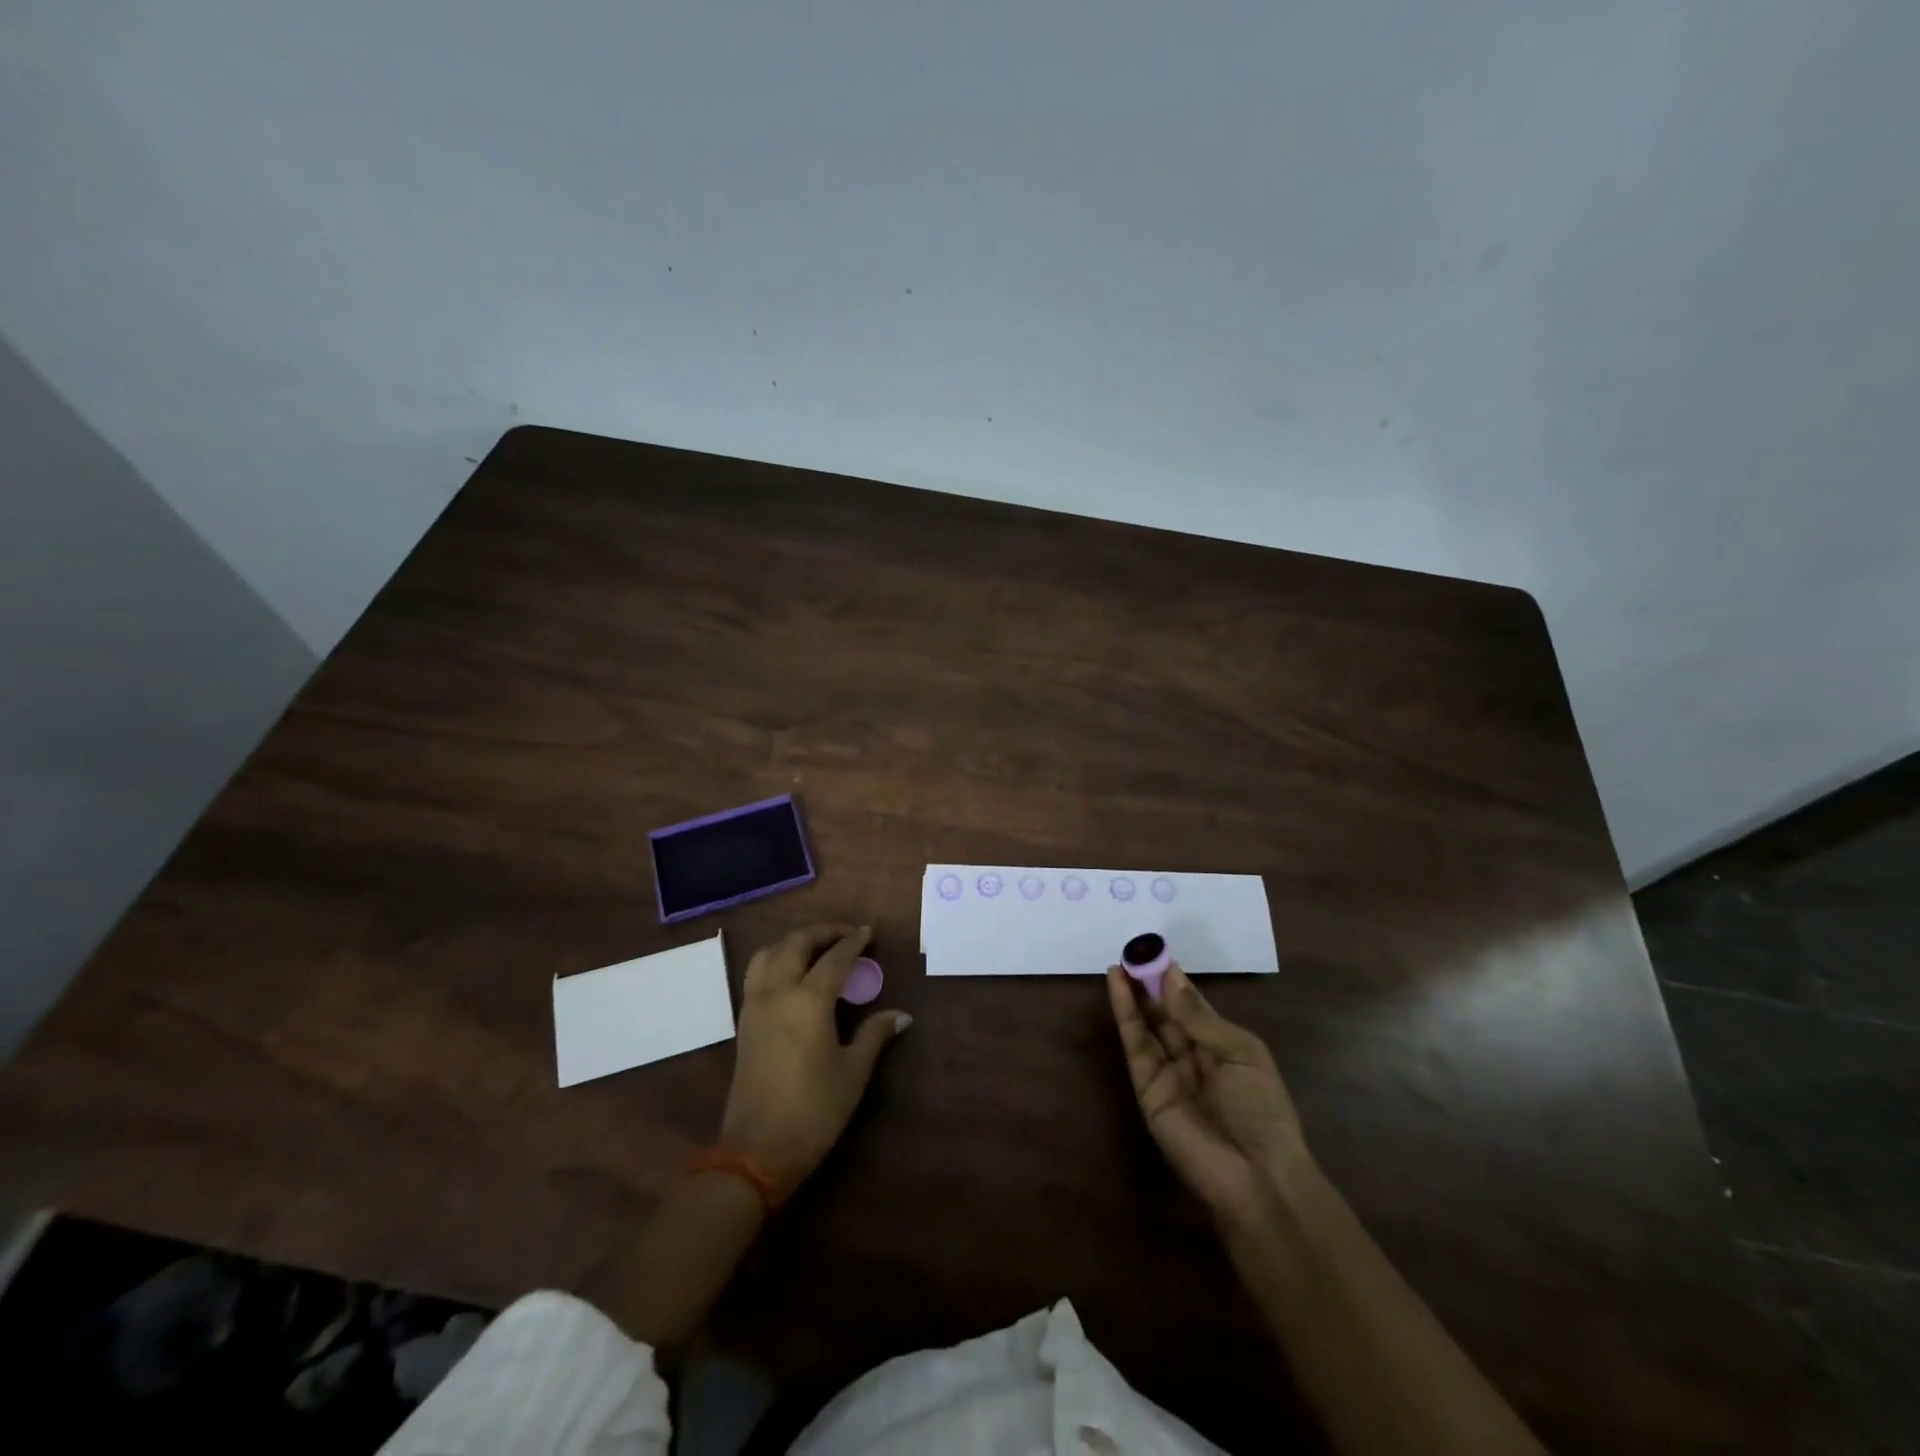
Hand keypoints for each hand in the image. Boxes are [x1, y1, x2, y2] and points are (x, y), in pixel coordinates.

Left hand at [720, 924, 910, 1193]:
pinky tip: (792, 974)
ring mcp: (755, 1006)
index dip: (853, 942)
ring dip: (793, 942)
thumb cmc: (813, 1111)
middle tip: (845, 934)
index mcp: (808, 1001)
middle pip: (795, 944)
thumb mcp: (852, 1073)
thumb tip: (902, 1015)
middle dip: (821, 932)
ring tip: (816, 948)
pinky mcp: (743, 1022)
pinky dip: (775, 959)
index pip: (834, 959)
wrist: (756, 1151)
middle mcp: (777, 993)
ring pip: (768, 954)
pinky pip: (756, 974)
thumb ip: (874, 1035)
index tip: (868, 932)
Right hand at [1106, 963, 1309, 1227]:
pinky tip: (1118, 988)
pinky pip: (1135, 1046)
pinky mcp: (1146, 1090)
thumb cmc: (1262, 1109)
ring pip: (1147, 1025)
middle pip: (1166, 1013)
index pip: (1193, 1006)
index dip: (1175, 980)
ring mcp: (1168, 1073)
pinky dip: (1125, 1015)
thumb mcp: (1240, 1052)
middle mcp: (1193, 1056)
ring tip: (1120, 963)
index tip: (1156, 952)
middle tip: (1133, 952)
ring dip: (1133, 994)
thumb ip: (1199, 1017)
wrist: (1256, 1176)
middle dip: (1150, 983)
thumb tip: (1170, 978)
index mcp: (1223, 1046)